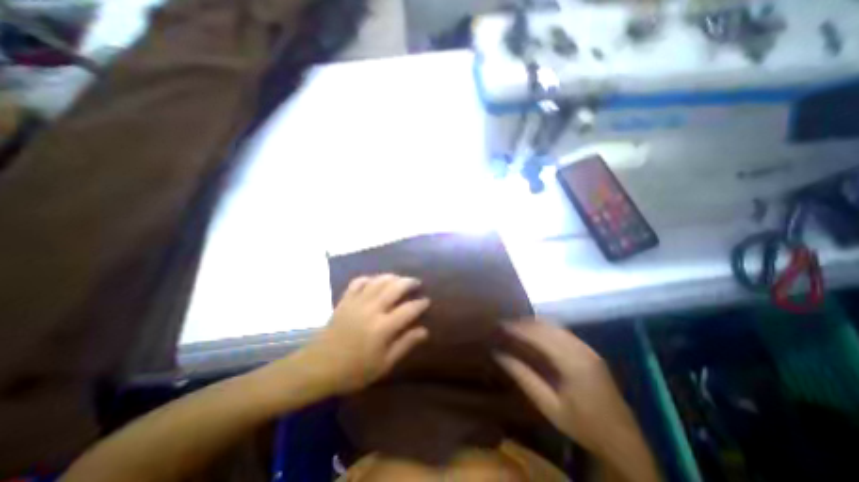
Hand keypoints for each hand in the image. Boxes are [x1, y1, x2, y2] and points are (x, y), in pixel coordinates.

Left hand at [297, 275, 432, 394]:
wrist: (319, 367)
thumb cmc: (354, 370)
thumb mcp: (384, 364)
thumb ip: (405, 344)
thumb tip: (424, 331)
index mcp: (383, 327)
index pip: (408, 309)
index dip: (420, 303)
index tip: (427, 301)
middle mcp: (372, 309)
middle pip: (395, 287)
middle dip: (409, 282)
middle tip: (416, 283)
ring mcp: (357, 302)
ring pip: (378, 281)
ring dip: (392, 277)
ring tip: (400, 279)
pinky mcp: (345, 300)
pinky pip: (358, 282)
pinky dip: (368, 278)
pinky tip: (374, 281)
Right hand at [494, 321, 640, 454]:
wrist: (623, 440)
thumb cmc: (583, 426)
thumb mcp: (549, 406)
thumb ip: (524, 377)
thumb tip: (499, 355)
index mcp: (572, 362)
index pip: (539, 334)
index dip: (518, 328)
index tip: (499, 325)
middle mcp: (581, 348)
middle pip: (546, 326)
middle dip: (523, 323)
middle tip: (504, 325)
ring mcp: (587, 348)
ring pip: (554, 326)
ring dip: (533, 324)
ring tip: (515, 327)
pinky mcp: (589, 351)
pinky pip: (562, 331)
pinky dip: (544, 328)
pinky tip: (534, 334)